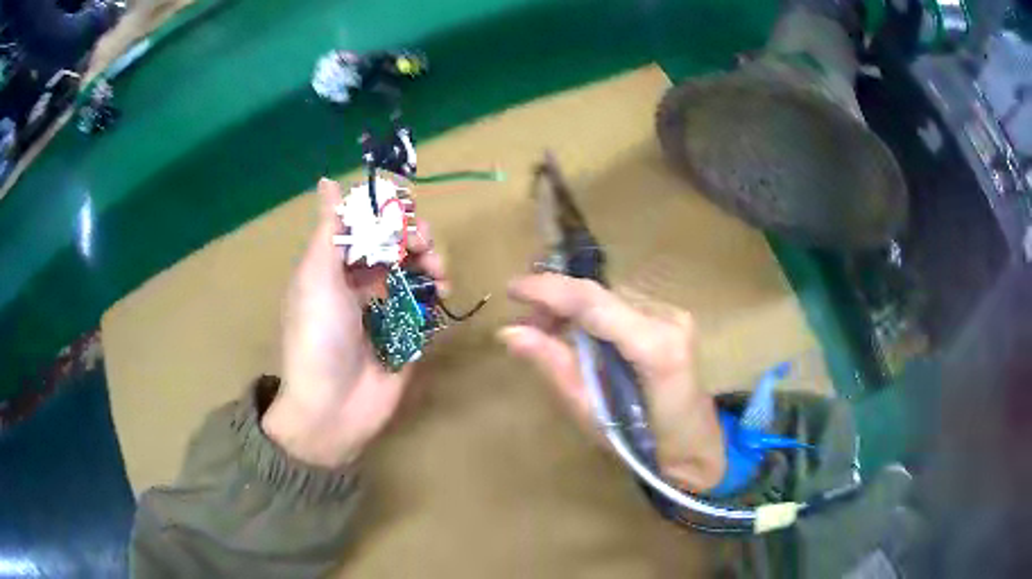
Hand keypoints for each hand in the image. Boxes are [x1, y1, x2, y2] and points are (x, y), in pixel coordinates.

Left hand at [262, 178, 445, 468]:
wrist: (332, 409)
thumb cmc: (318, 337)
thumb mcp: (317, 277)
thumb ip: (329, 230)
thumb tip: (327, 181)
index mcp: (335, 266)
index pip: (367, 225)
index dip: (388, 214)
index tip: (406, 213)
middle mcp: (361, 283)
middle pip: (396, 246)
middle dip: (415, 239)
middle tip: (425, 247)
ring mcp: (386, 310)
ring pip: (416, 272)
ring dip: (432, 264)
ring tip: (440, 275)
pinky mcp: (407, 335)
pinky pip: (427, 305)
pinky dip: (437, 296)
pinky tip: (443, 297)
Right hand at [499, 273, 725, 491]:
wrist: (694, 445)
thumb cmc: (643, 444)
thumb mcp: (590, 413)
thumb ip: (554, 366)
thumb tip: (509, 332)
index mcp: (655, 347)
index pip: (593, 302)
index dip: (549, 290)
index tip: (511, 289)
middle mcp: (669, 319)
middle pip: (600, 295)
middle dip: (556, 301)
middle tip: (526, 324)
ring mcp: (675, 314)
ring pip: (609, 297)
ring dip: (574, 308)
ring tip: (547, 330)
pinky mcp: (673, 317)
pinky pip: (622, 306)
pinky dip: (593, 314)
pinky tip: (579, 333)